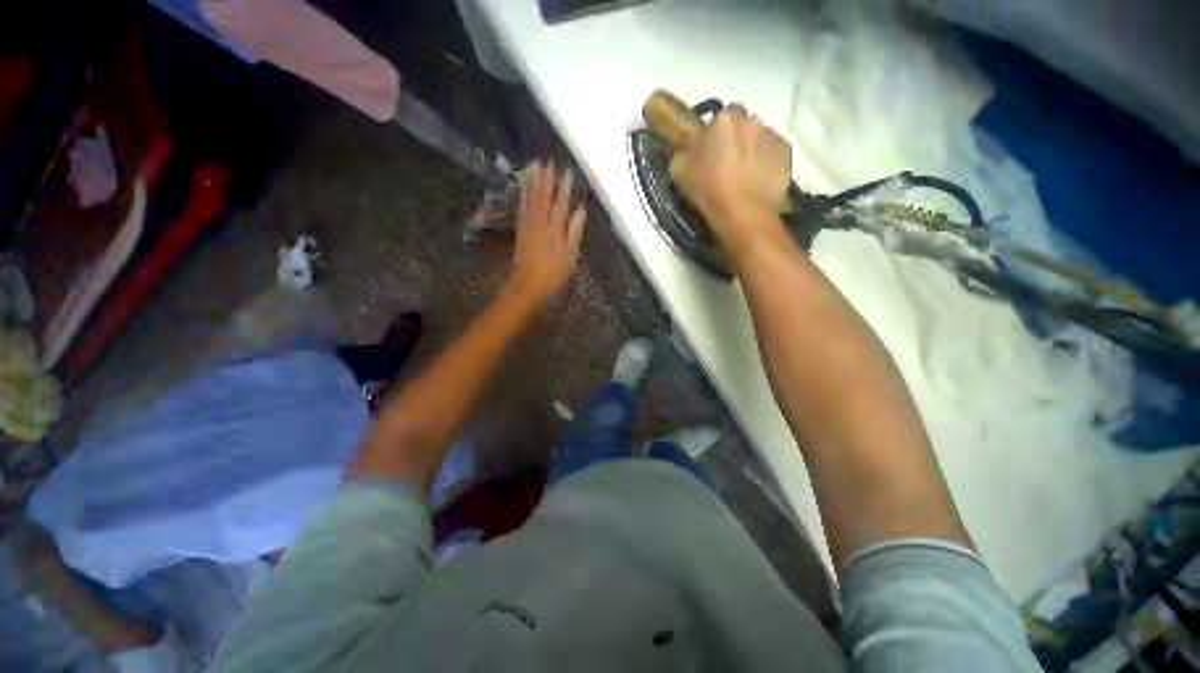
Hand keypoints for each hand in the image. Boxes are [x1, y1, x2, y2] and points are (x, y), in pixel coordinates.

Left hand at [510, 161, 586, 301]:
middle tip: (548, 161)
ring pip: (532, 200)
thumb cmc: (554, 272)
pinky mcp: (522, 229)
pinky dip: (524, 196)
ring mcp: (529, 225)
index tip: (566, 171)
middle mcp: (541, 223)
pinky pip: (523, 208)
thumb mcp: (570, 255)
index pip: (561, 204)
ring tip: (535, 166)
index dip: (564, 187)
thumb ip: (574, 231)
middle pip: (544, 198)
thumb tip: (580, 210)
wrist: (529, 283)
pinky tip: (524, 187)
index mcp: (555, 229)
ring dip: (534, 183)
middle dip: (547, 179)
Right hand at [669, 106, 792, 264]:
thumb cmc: (709, 193)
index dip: (713, 137)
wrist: (744, 215)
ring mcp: (771, 134)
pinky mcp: (786, 151)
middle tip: (727, 162)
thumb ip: (683, 154)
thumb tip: (688, 151)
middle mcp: (749, 119)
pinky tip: (759, 178)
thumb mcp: (679, 173)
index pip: (716, 120)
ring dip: (752, 147)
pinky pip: (773, 150)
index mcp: (721, 121)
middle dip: (735, 137)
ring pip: (758, 135)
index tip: (709, 154)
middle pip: (741, 123)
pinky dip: (767, 159)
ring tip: (745, 173)